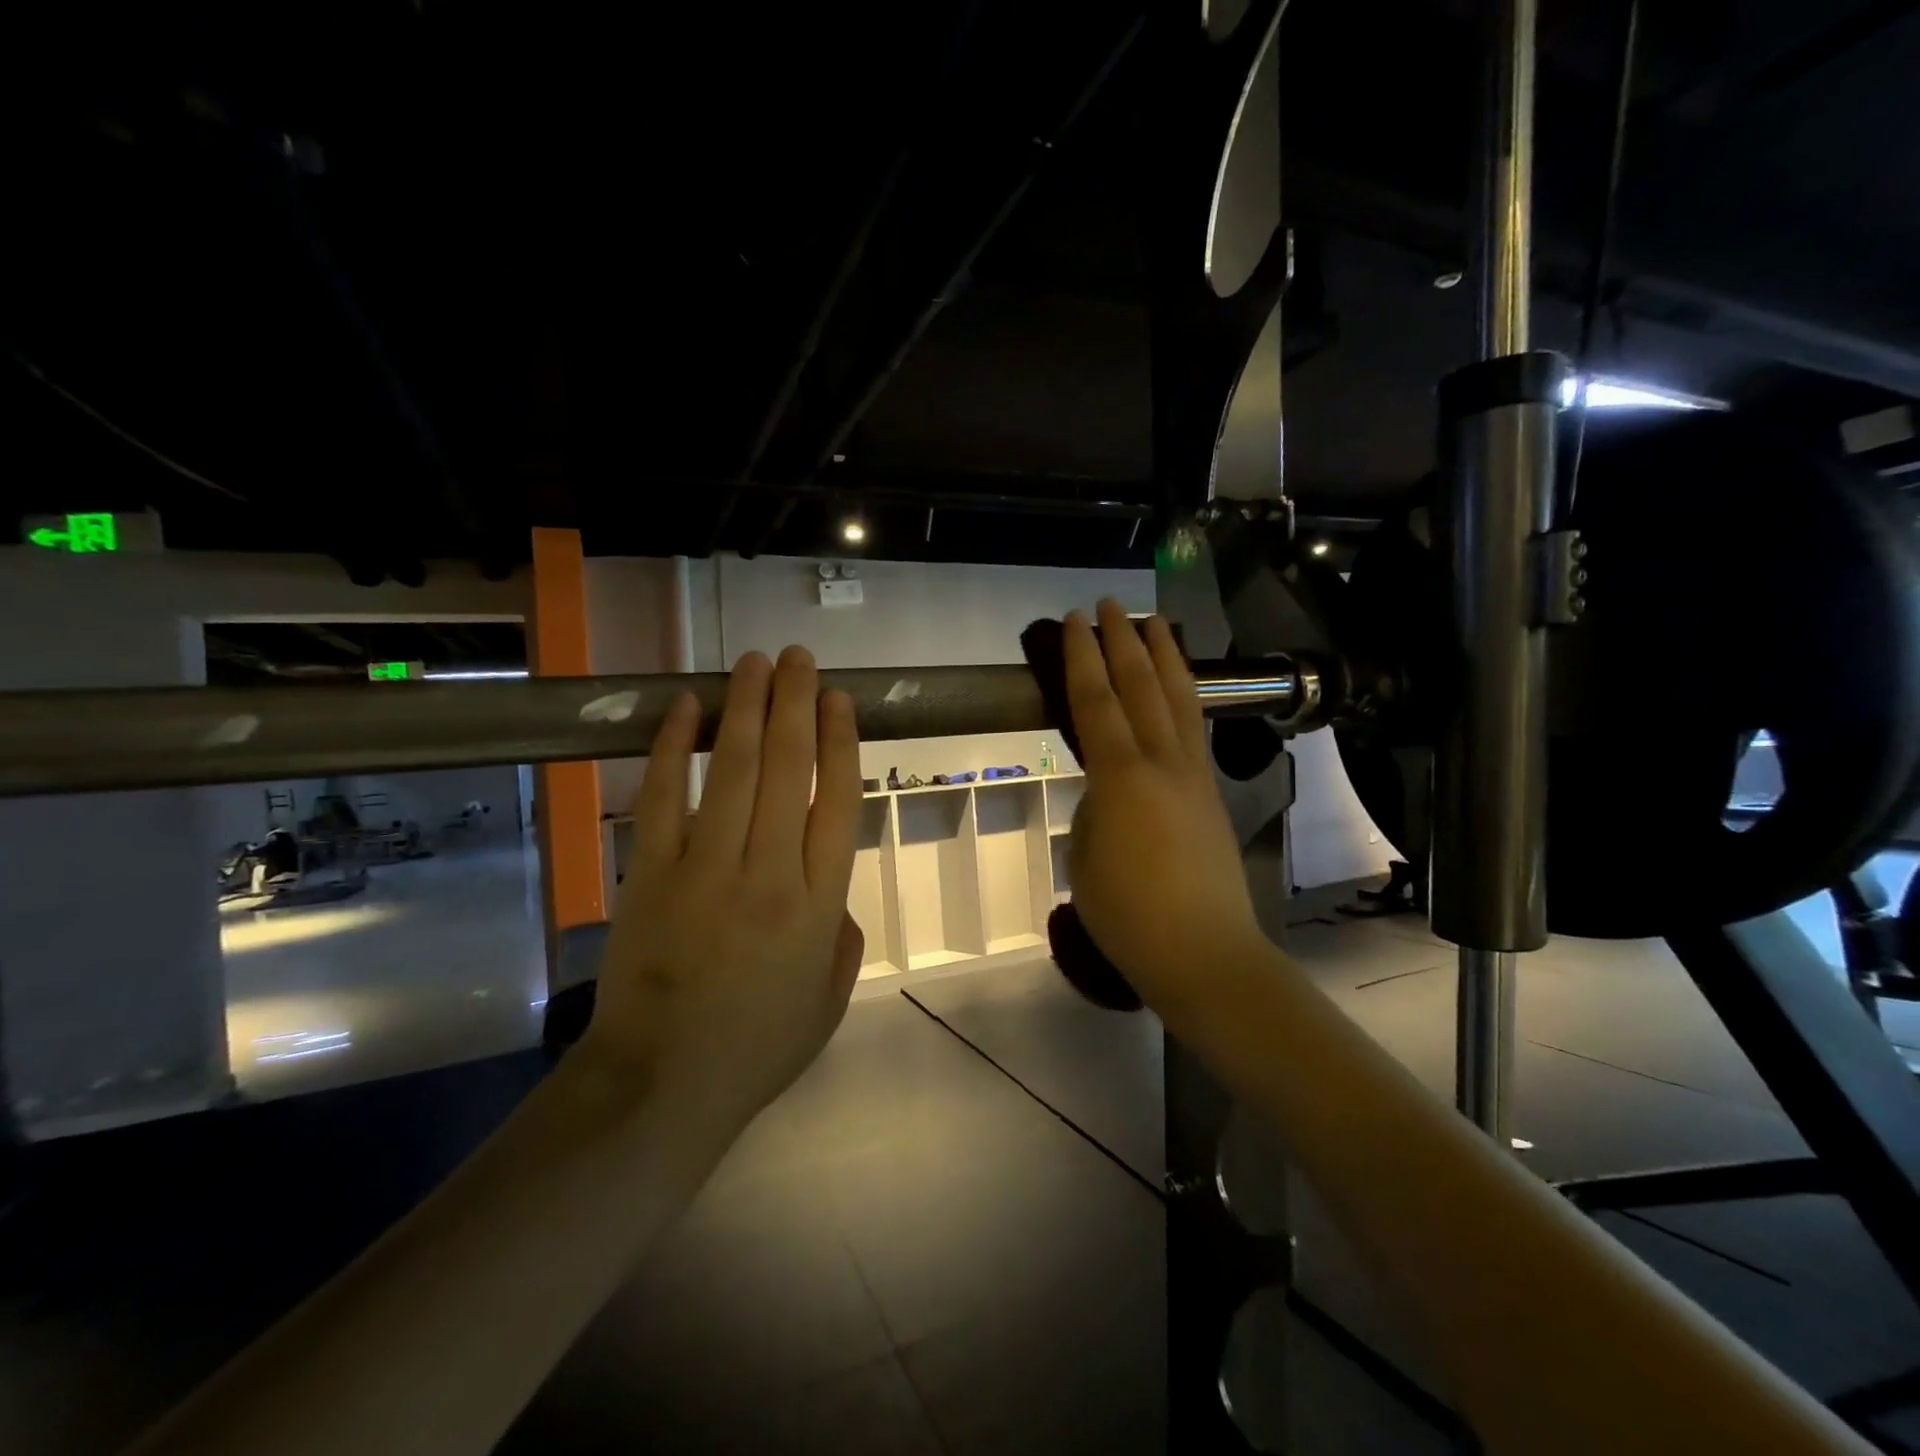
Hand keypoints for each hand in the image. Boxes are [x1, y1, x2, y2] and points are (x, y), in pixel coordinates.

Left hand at [580, 647, 865, 1123]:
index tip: (838, 699)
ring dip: (745, 709)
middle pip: (787, 768)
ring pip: (730, 770)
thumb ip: (842, 933)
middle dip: (795, 704)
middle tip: (799, 658)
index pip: (836, 800)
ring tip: (755, 662)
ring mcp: (704, 869)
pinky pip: (661, 798)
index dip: (840, 741)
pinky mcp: (648, 874)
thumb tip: (827, 883)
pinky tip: (685, 706)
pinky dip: (671, 748)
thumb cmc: (757, 1046)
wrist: (661, 1087)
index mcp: (818, 903)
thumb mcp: (831, 999)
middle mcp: (768, 872)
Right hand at [1064, 600, 1264, 1013]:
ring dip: (1164, 657)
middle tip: (1110, 605)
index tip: (1072, 621)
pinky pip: (1195, 728)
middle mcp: (1162, 762)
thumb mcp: (1086, 857)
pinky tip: (1179, 689)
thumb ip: (1095, 810)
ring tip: (1155, 622)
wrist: (1204, 952)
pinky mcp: (1211, 794)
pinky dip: (1184, 695)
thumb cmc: (1129, 914)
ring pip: (1180, 700)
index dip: (1081, 657)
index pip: (1096, 701)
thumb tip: (1106, 791)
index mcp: (1122, 776)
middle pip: (1142, 687)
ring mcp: (1194, 776)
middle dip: (1124, 641)